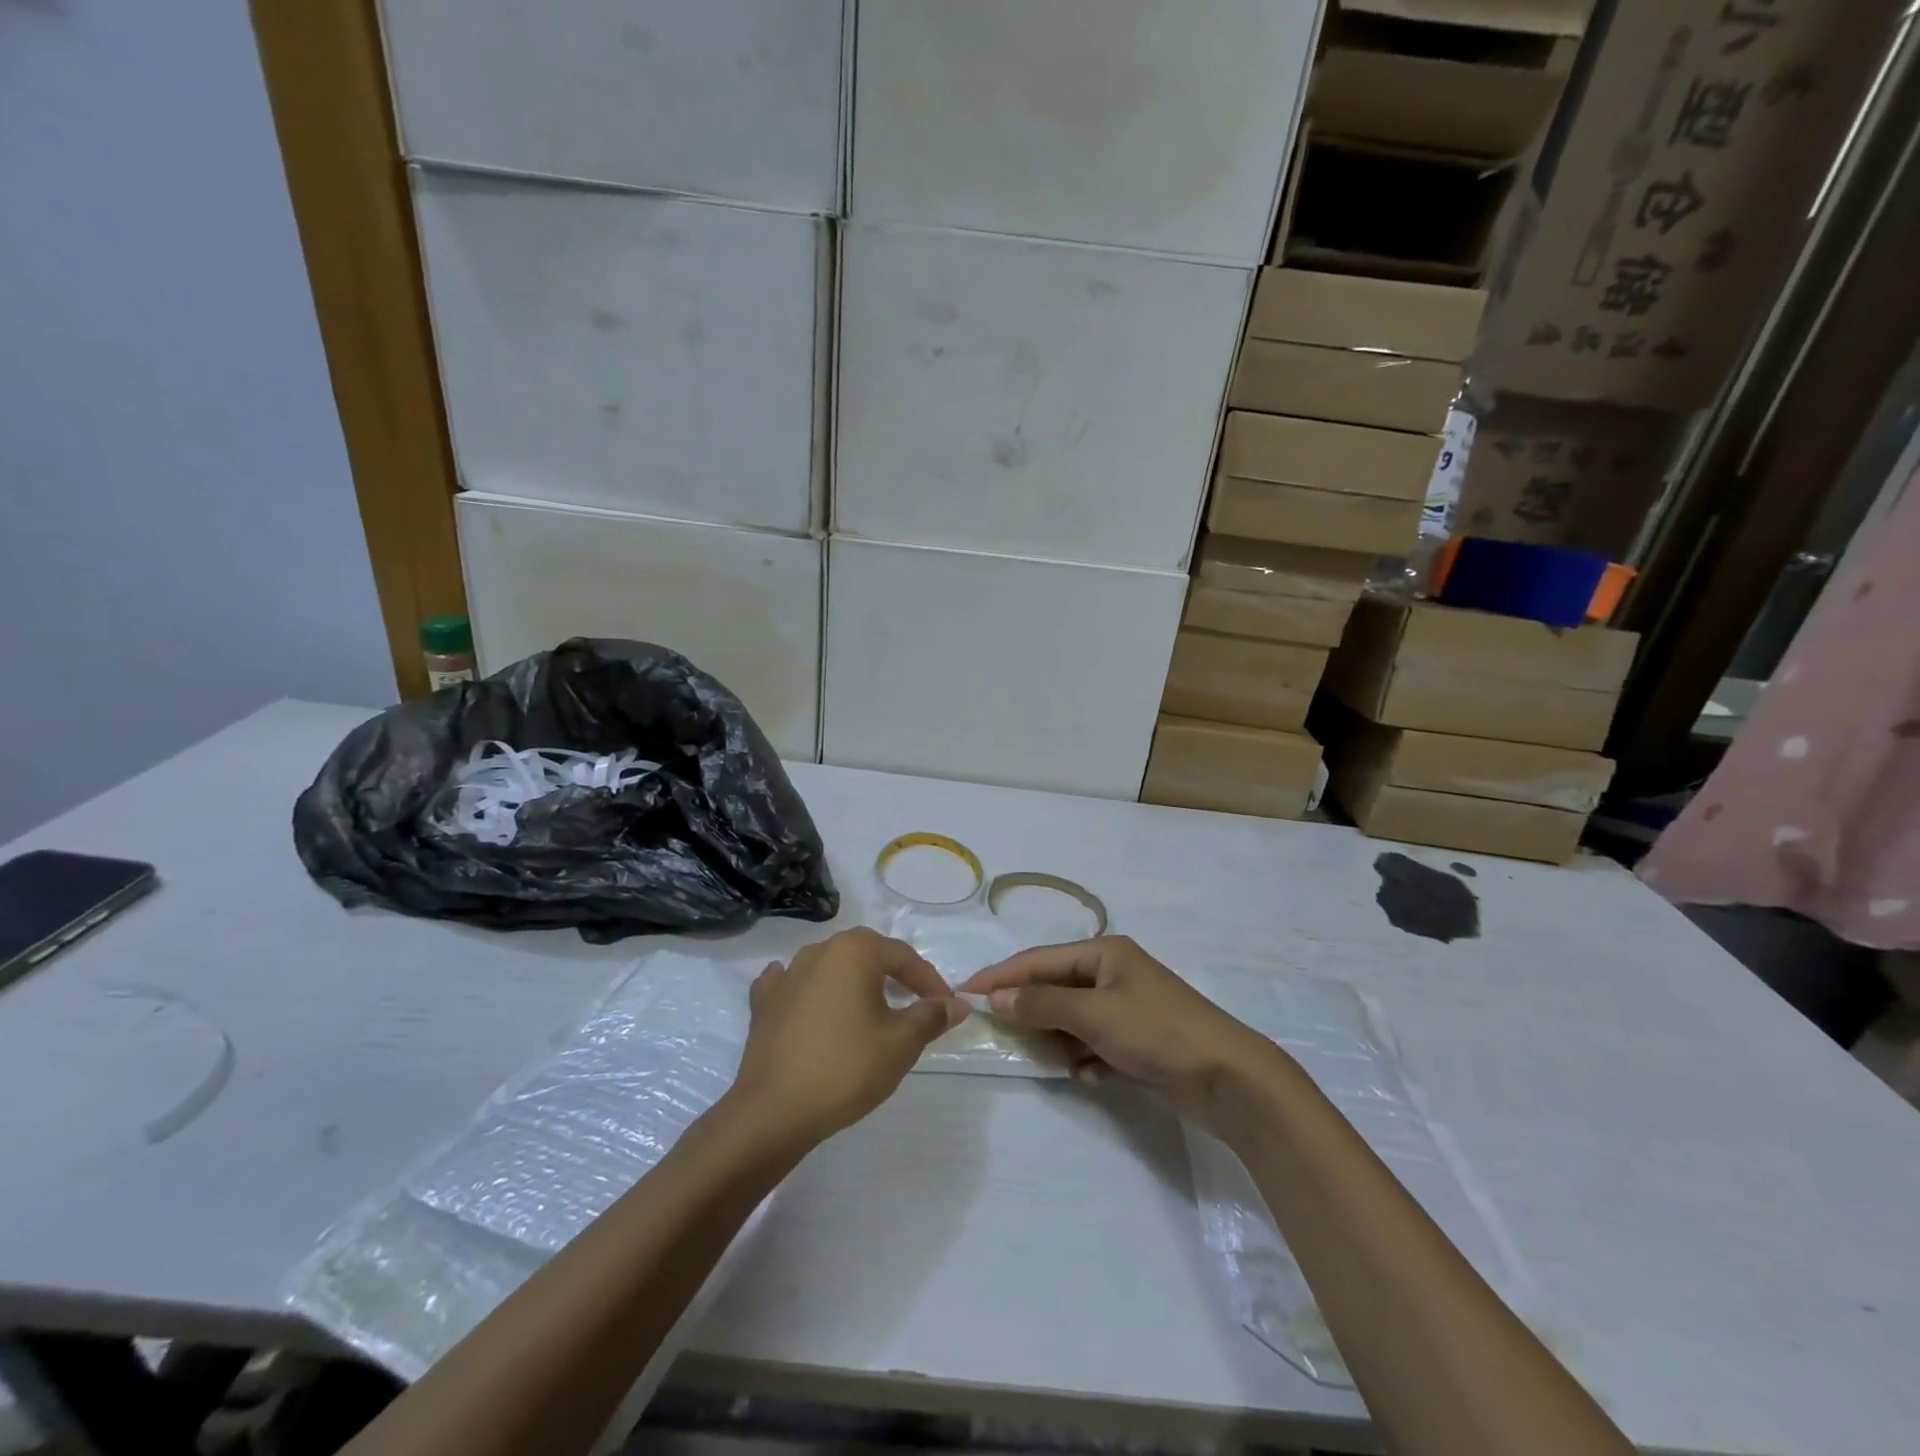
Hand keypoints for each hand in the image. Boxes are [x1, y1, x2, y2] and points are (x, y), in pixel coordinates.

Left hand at [726, 927, 966, 1146]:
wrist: (774, 1110)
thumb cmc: (846, 1068)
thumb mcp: (901, 1043)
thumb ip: (931, 1017)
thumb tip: (958, 1004)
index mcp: (855, 951)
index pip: (903, 956)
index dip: (929, 981)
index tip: (946, 1006)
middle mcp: (819, 950)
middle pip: (866, 953)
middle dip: (893, 974)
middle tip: (913, 1002)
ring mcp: (786, 974)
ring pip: (830, 966)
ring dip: (853, 981)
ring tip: (870, 1008)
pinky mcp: (764, 1002)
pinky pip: (792, 984)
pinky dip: (809, 990)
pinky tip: (811, 1002)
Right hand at [958, 937, 1273, 1131]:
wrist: (1228, 1079)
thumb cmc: (1157, 1032)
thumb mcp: (1094, 1014)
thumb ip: (1043, 1004)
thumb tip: (999, 996)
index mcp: (1105, 953)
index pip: (1040, 959)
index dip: (1002, 974)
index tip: (966, 990)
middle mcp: (1114, 975)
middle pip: (1056, 988)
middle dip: (1033, 1011)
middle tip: (1001, 1031)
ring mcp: (1128, 1009)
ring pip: (1074, 1020)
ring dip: (1062, 1040)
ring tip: (1057, 1059)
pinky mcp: (1139, 1043)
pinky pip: (1096, 1046)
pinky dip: (1089, 1060)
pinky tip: (1094, 1076)